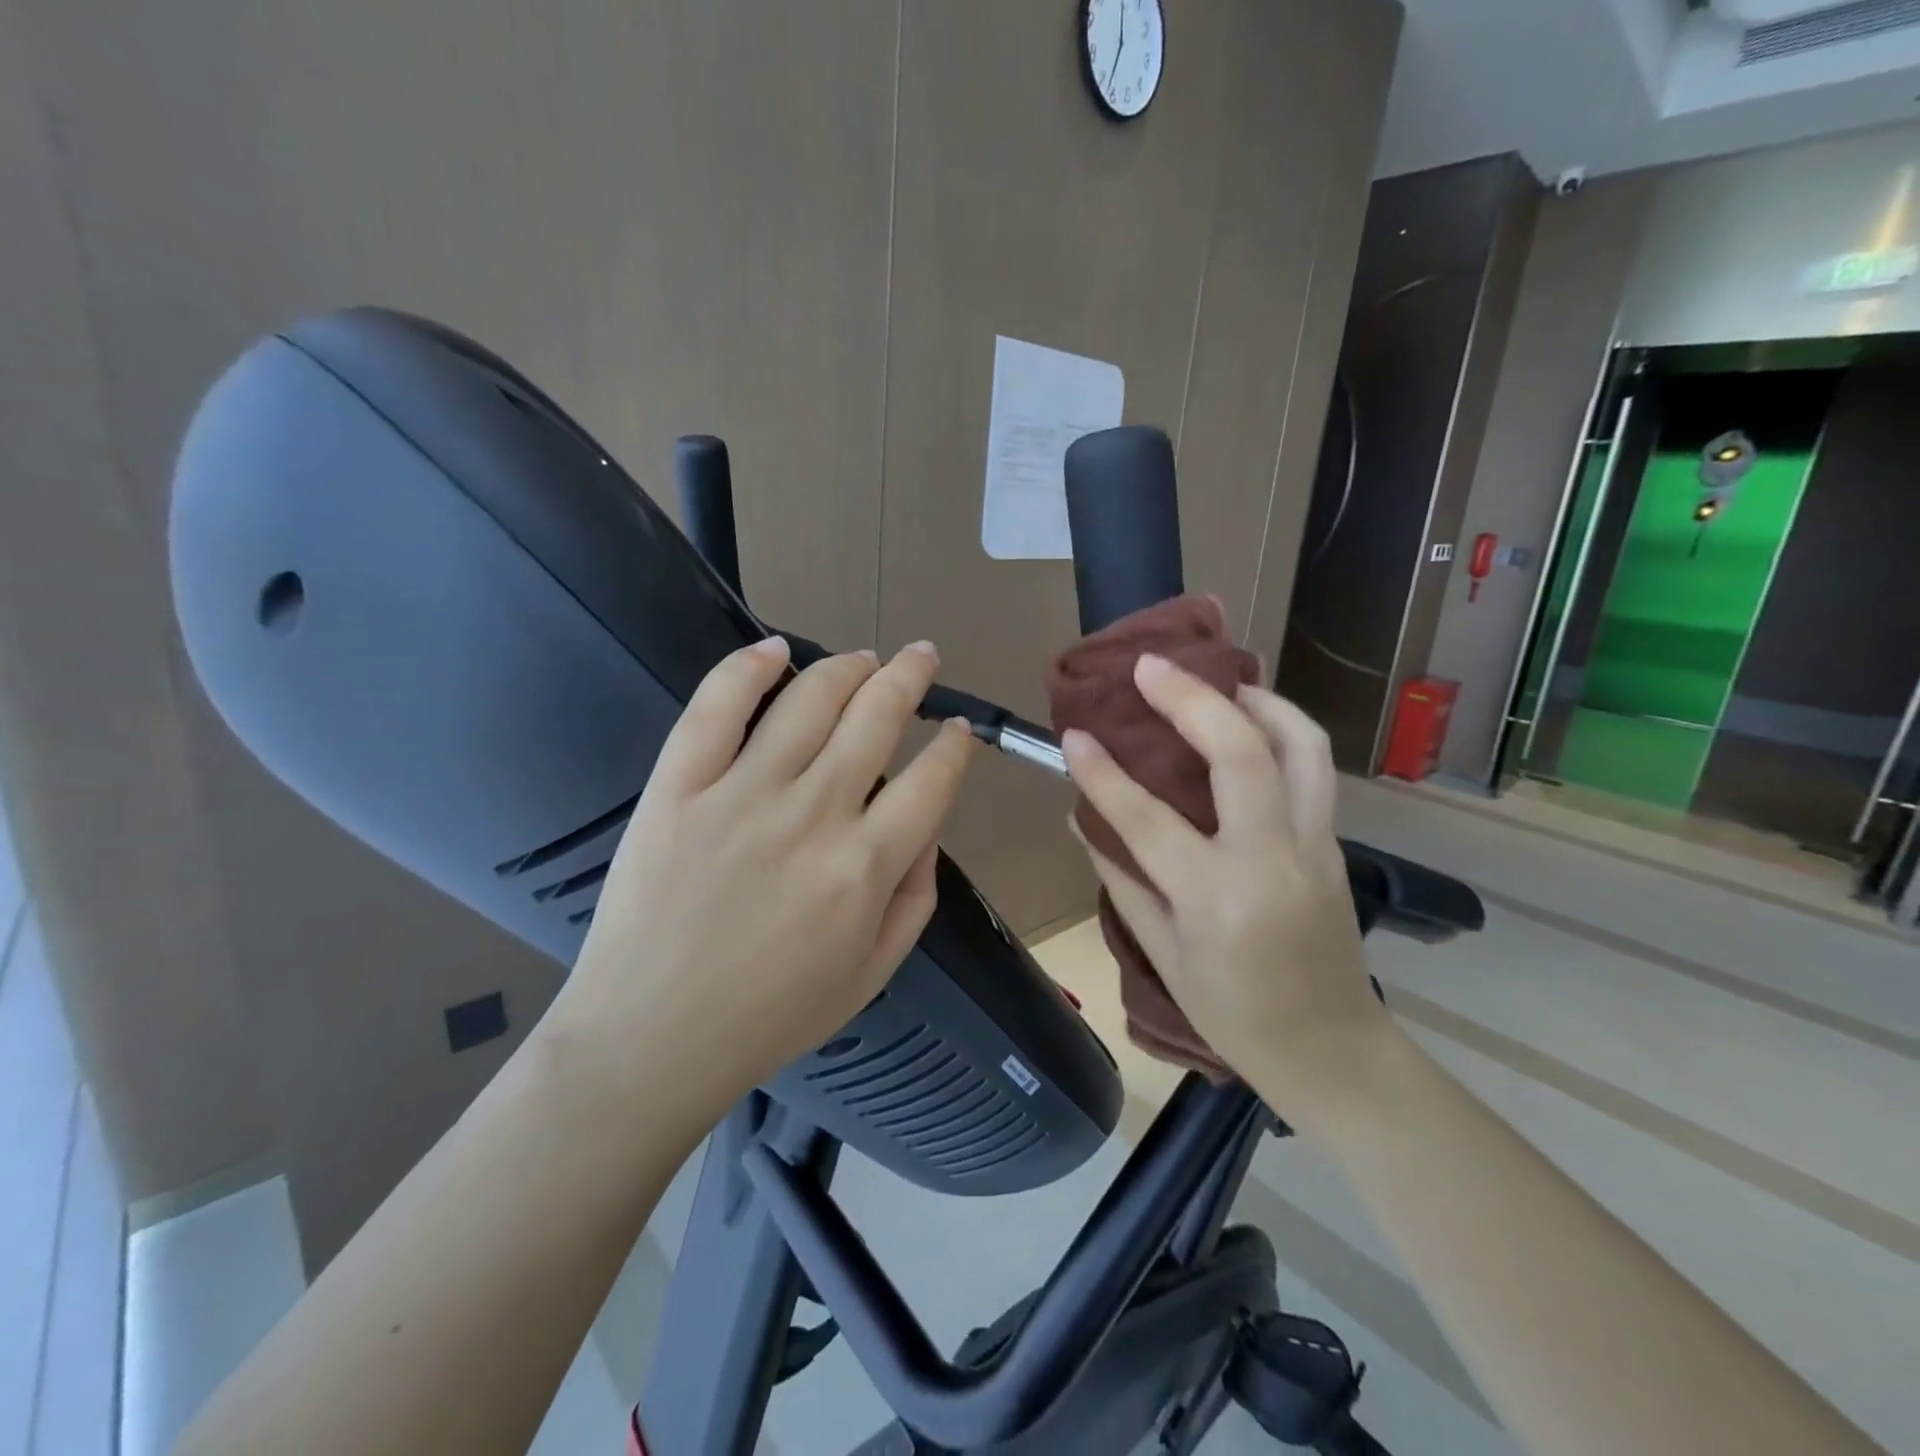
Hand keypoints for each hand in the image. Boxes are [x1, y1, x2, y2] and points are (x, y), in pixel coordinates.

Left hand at [552, 636, 974, 1120]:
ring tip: (863, 658)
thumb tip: (927, 825)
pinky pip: (715, 707)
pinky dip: (749, 667)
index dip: (956, 743)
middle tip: (921, 657)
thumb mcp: (873, 973)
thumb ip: (917, 896)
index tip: (959, 728)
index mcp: (865, 867)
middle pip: (877, 716)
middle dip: (911, 676)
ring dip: (847, 667)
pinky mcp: (678, 788)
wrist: (650, 1040)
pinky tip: (775, 650)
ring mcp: (740, 794)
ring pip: (808, 699)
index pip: (932, 778)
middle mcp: (813, 815)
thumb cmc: (770, 1016)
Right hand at [1061, 655, 1389, 1129]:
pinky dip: (1281, 730)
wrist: (1334, 1051)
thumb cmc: (1235, 1015)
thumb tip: (1082, 821)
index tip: (1073, 735)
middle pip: (1240, 753)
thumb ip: (1122, 880)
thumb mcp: (1164, 955)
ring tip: (1219, 678)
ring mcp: (1313, 845)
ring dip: (1258, 699)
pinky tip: (1249, 723)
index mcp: (1216, 898)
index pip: (1147, 818)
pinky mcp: (1334, 842)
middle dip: (1191, 698)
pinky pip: (1312, 767)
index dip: (1103, 773)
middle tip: (1150, 667)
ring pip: (1300, 745)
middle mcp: (1270, 859)